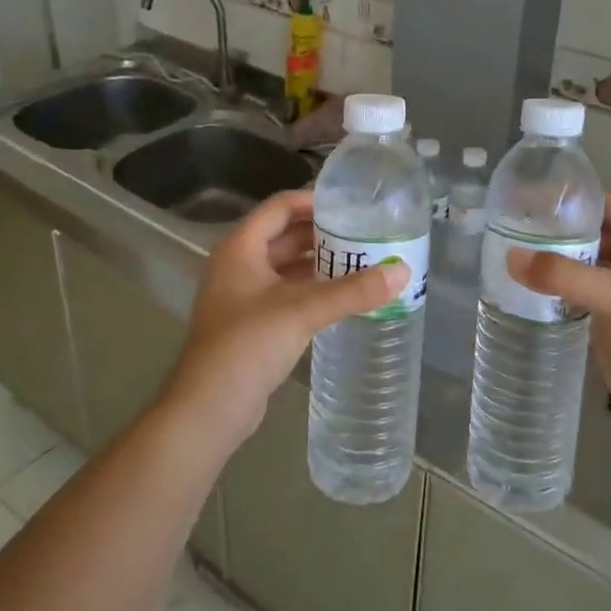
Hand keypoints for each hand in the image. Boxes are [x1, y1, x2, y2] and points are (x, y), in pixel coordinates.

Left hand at [163, 189, 406, 446]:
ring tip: (364, 263)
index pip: (280, 207)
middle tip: (366, 235)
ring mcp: (243, 296)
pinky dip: (313, 290)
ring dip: (320, 264)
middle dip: (324, 235)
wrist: (208, 409)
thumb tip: (402, 271)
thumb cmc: (248, 345)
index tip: (352, 206)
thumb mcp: (303, 311)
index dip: (314, 201)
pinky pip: (287, 294)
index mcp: (241, 248)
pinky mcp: (252, 324)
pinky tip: (343, 298)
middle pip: (285, 236)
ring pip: (287, 268)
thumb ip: (353, 291)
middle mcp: (239, 265)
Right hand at [508, 194, 610, 435]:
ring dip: (554, 262)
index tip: (530, 197)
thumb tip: (510, 257)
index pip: (610, 206)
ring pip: (584, 266)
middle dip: (558, 231)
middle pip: (594, 235)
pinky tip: (523, 289)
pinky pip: (577, 297)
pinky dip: (555, 291)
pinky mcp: (610, 324)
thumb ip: (565, 275)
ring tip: (508, 252)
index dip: (575, 199)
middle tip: (510, 226)